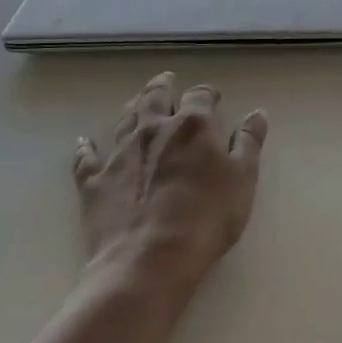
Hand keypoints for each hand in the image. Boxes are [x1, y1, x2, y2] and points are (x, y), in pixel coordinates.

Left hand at [73, 72, 268, 286]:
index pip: (201, 96)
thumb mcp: (243, 180)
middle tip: (167, 81)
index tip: (214, 98)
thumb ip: (249, 144)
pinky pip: (86, 158)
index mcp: (192, 126)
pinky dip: (86, 147)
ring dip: (133, 107)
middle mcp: (153, 129)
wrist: (148, 261)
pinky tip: (85, 142)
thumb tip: (256, 114)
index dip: (208, 94)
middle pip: (155, 96)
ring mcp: (119, 153)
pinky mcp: (94, 181)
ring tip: (137, 102)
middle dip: (163, 86)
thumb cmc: (206, 218)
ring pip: (124, 119)